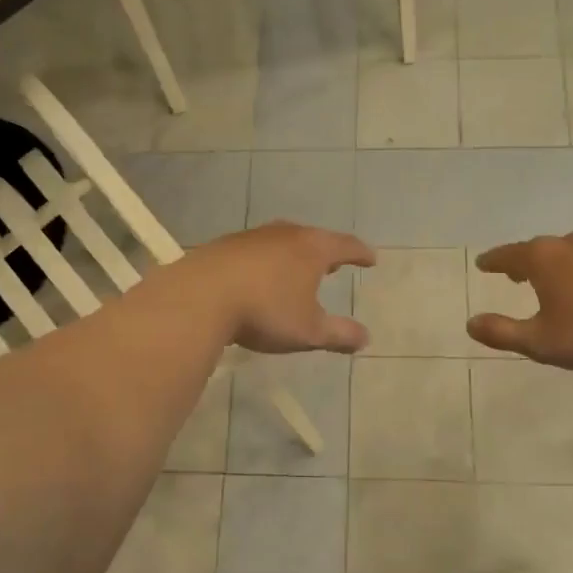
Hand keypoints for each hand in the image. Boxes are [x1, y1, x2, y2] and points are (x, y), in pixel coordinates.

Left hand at [184, 222, 375, 353]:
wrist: (201, 296)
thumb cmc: (266, 311)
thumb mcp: (309, 331)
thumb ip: (339, 334)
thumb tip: (366, 338)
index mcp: (312, 249)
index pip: (346, 245)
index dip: (361, 253)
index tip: (371, 259)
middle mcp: (285, 234)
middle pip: (314, 238)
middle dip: (327, 251)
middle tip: (336, 263)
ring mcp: (253, 237)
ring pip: (283, 241)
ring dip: (295, 254)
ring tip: (298, 269)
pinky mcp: (225, 245)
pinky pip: (257, 250)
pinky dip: (268, 260)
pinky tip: (260, 276)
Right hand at [467, 232, 572, 369]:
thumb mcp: (539, 342)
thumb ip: (502, 333)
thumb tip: (470, 323)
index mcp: (543, 259)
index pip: (508, 255)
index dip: (493, 261)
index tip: (482, 264)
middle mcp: (570, 246)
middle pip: (538, 248)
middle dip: (522, 260)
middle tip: (513, 274)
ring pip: (568, 250)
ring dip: (553, 262)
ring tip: (550, 278)